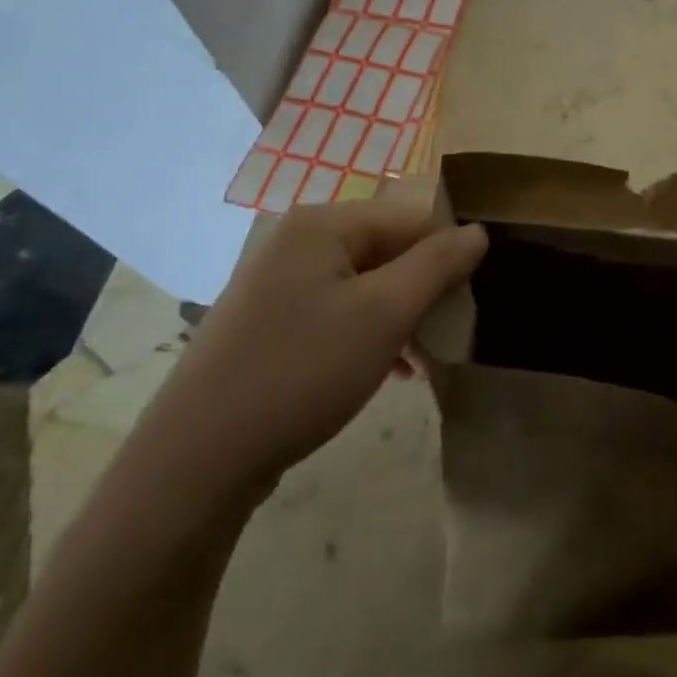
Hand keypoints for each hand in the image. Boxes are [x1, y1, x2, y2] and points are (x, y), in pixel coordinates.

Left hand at [151, 199, 486, 499]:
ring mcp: (277, 284)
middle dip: (425, 290)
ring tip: (426, 360)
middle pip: (387, 250)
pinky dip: (370, 334)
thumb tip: (477, 231)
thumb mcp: (385, 314)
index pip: (411, 218)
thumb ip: (437, 265)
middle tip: (451, 334)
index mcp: (323, 225)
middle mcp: (297, 242)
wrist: (198, 458)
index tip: (472, 299)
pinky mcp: (269, 324)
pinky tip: (391, 370)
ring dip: (402, 316)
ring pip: (365, 285)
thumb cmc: (303, 370)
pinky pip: (337, 313)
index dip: (449, 253)